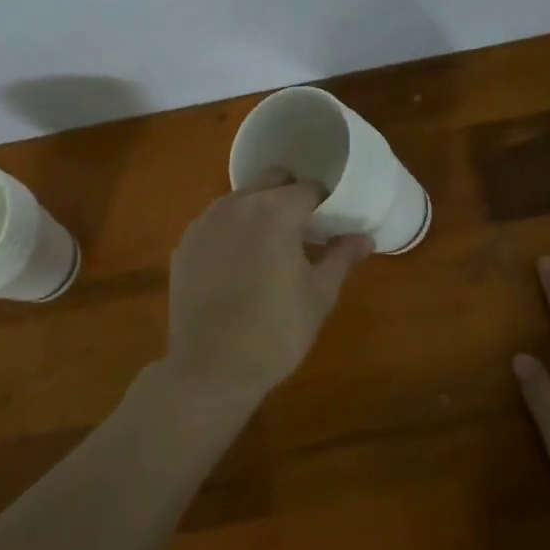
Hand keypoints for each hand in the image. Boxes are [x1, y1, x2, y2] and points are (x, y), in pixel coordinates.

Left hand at [156, 170, 372, 412]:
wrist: (210, 369)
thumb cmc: (276, 331)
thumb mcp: (320, 295)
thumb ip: (342, 257)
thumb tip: (364, 238)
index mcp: (275, 211)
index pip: (310, 189)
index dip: (326, 202)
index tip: (333, 221)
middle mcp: (237, 205)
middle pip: (271, 180)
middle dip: (291, 194)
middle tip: (305, 228)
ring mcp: (204, 223)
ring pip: (240, 198)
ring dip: (260, 209)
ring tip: (271, 245)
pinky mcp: (184, 245)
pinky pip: (215, 222)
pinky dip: (232, 230)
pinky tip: (239, 264)